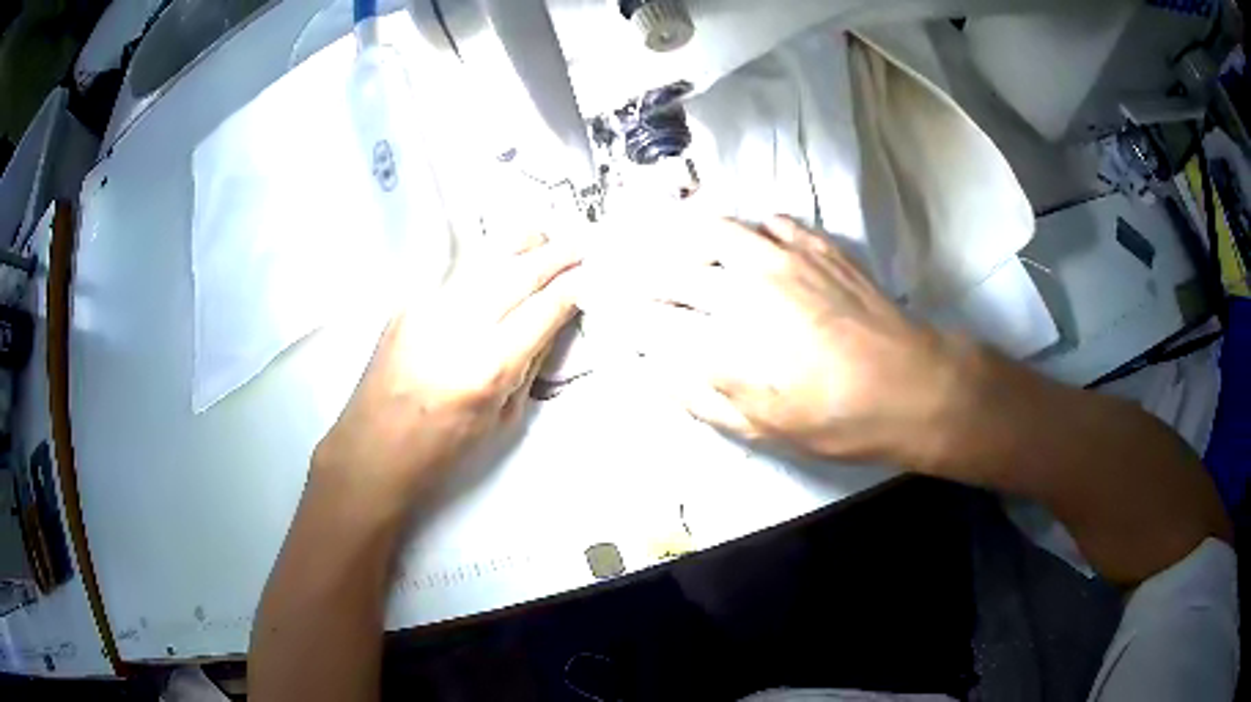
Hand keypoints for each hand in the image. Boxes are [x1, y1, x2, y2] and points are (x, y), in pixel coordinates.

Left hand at [311, 235, 579, 513]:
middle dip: (554, 256)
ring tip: (544, 236)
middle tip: (580, 245)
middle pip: (517, 274)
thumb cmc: (441, 451)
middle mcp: (457, 327)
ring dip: (520, 245)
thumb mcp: (501, 420)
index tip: (590, 276)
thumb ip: (529, 366)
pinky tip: (501, 256)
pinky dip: (486, 260)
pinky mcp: (407, 303)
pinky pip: (457, 272)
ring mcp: (427, 308)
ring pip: (485, 260)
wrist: (372, 450)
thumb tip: (552, 324)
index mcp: (487, 368)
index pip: (542, 311)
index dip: (572, 289)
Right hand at [608, 216, 966, 467]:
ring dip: (680, 228)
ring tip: (658, 224)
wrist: (911, 384)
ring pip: (715, 228)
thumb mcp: (764, 429)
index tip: (595, 298)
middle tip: (611, 255)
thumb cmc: (837, 420)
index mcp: (727, 344)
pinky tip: (744, 232)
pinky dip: (746, 224)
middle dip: (635, 263)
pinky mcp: (816, 247)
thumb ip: (703, 399)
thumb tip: (659, 372)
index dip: (617, 308)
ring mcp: (782, 260)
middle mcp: (745, 290)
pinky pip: (770, 221)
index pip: (652, 318)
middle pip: (673, 266)